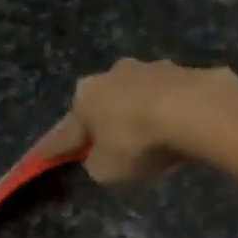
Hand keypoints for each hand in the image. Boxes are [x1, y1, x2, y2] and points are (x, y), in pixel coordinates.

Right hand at [44, 58, 237, 186]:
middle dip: (103, 123)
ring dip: (138, 114)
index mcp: (85, 96)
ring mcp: (150, 68)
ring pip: (137, 96)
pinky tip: (176, 129)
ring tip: (148, 137)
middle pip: (103, 105)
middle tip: (107, 145)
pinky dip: (168, 113)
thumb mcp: (106, 170)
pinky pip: (169, 99)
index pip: (66, 131)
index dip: (57, 149)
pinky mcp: (184, 71)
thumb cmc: (137, 142)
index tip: (44, 157)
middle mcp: (112, 74)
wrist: (193, 110)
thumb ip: (97, 164)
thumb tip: (101, 156)